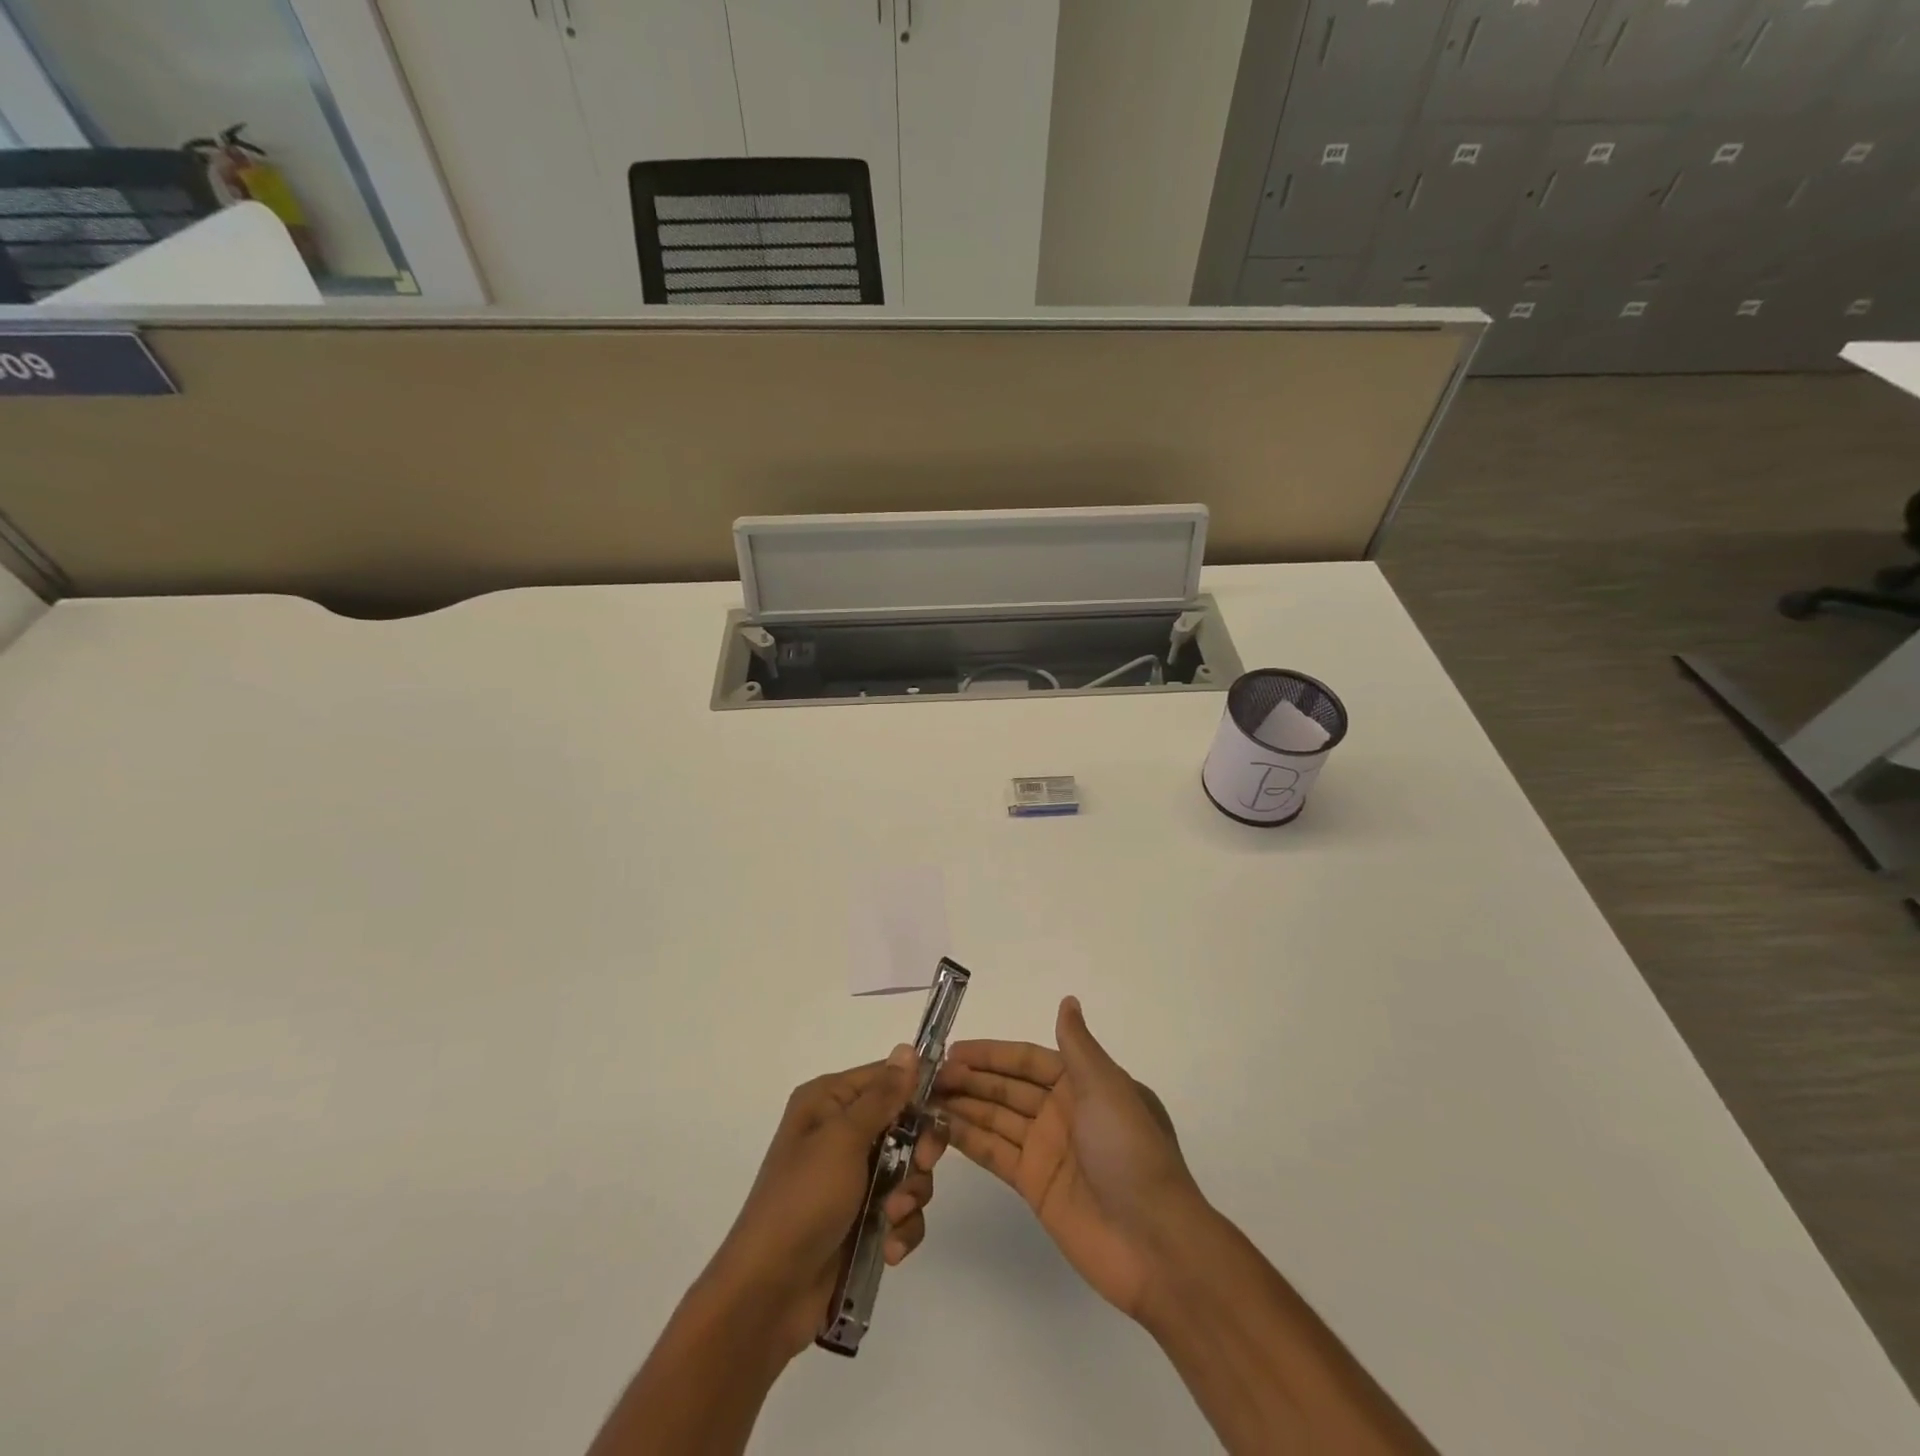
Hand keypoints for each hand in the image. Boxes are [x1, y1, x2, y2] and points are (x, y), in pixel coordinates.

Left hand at [702, 1044, 946, 1359]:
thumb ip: (882, 1096)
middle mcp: (841, 1132)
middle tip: (920, 1166)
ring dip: (910, 1194)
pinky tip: (889, 1248)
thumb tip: (908, 1049)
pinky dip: (902, 1227)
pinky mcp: (862, 1219)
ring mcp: (852, 1178)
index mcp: (829, 1101)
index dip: (920, 1090)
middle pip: (905, 1122)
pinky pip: (902, 1209)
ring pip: (909, 1168)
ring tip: (892, 1218)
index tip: (947, 1107)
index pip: (887, 1077)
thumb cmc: (804, 1200)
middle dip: (918, 1150)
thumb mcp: (843, 1140)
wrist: (768, 1294)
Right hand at [935, 996, 1205, 1319]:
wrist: (1153, 1242)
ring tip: (923, 1097)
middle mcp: (1061, 1112)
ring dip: (964, 1106)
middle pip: (1007, 1088)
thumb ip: (1077, 1046)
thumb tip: (1068, 1001)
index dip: (991, 1053)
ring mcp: (1046, 1149)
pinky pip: (996, 1153)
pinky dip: (970, 1140)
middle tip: (928, 1075)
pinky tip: (940, 1128)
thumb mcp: (1106, 1088)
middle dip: (970, 1078)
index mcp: (1082, 1084)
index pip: (1027, 1059)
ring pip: (997, 1118)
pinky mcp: (1035, 1185)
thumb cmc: (1129, 1151)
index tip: (953, 1049)